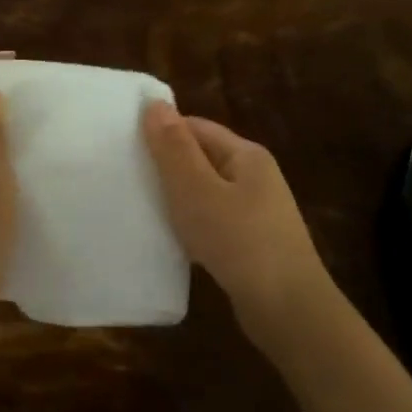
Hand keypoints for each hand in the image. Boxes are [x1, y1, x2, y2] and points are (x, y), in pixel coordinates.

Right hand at [143, 102, 327, 321]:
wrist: (286, 307)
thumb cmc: (238, 240)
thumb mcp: (197, 189)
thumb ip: (174, 148)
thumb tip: (155, 104)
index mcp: (246, 155)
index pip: (197, 127)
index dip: (162, 132)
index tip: (125, 146)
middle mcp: (255, 177)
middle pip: (202, 158)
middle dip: (166, 166)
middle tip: (126, 176)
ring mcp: (257, 211)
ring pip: (206, 192)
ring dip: (177, 198)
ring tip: (141, 206)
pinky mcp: (252, 242)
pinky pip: (213, 221)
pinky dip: (191, 224)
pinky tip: (171, 238)